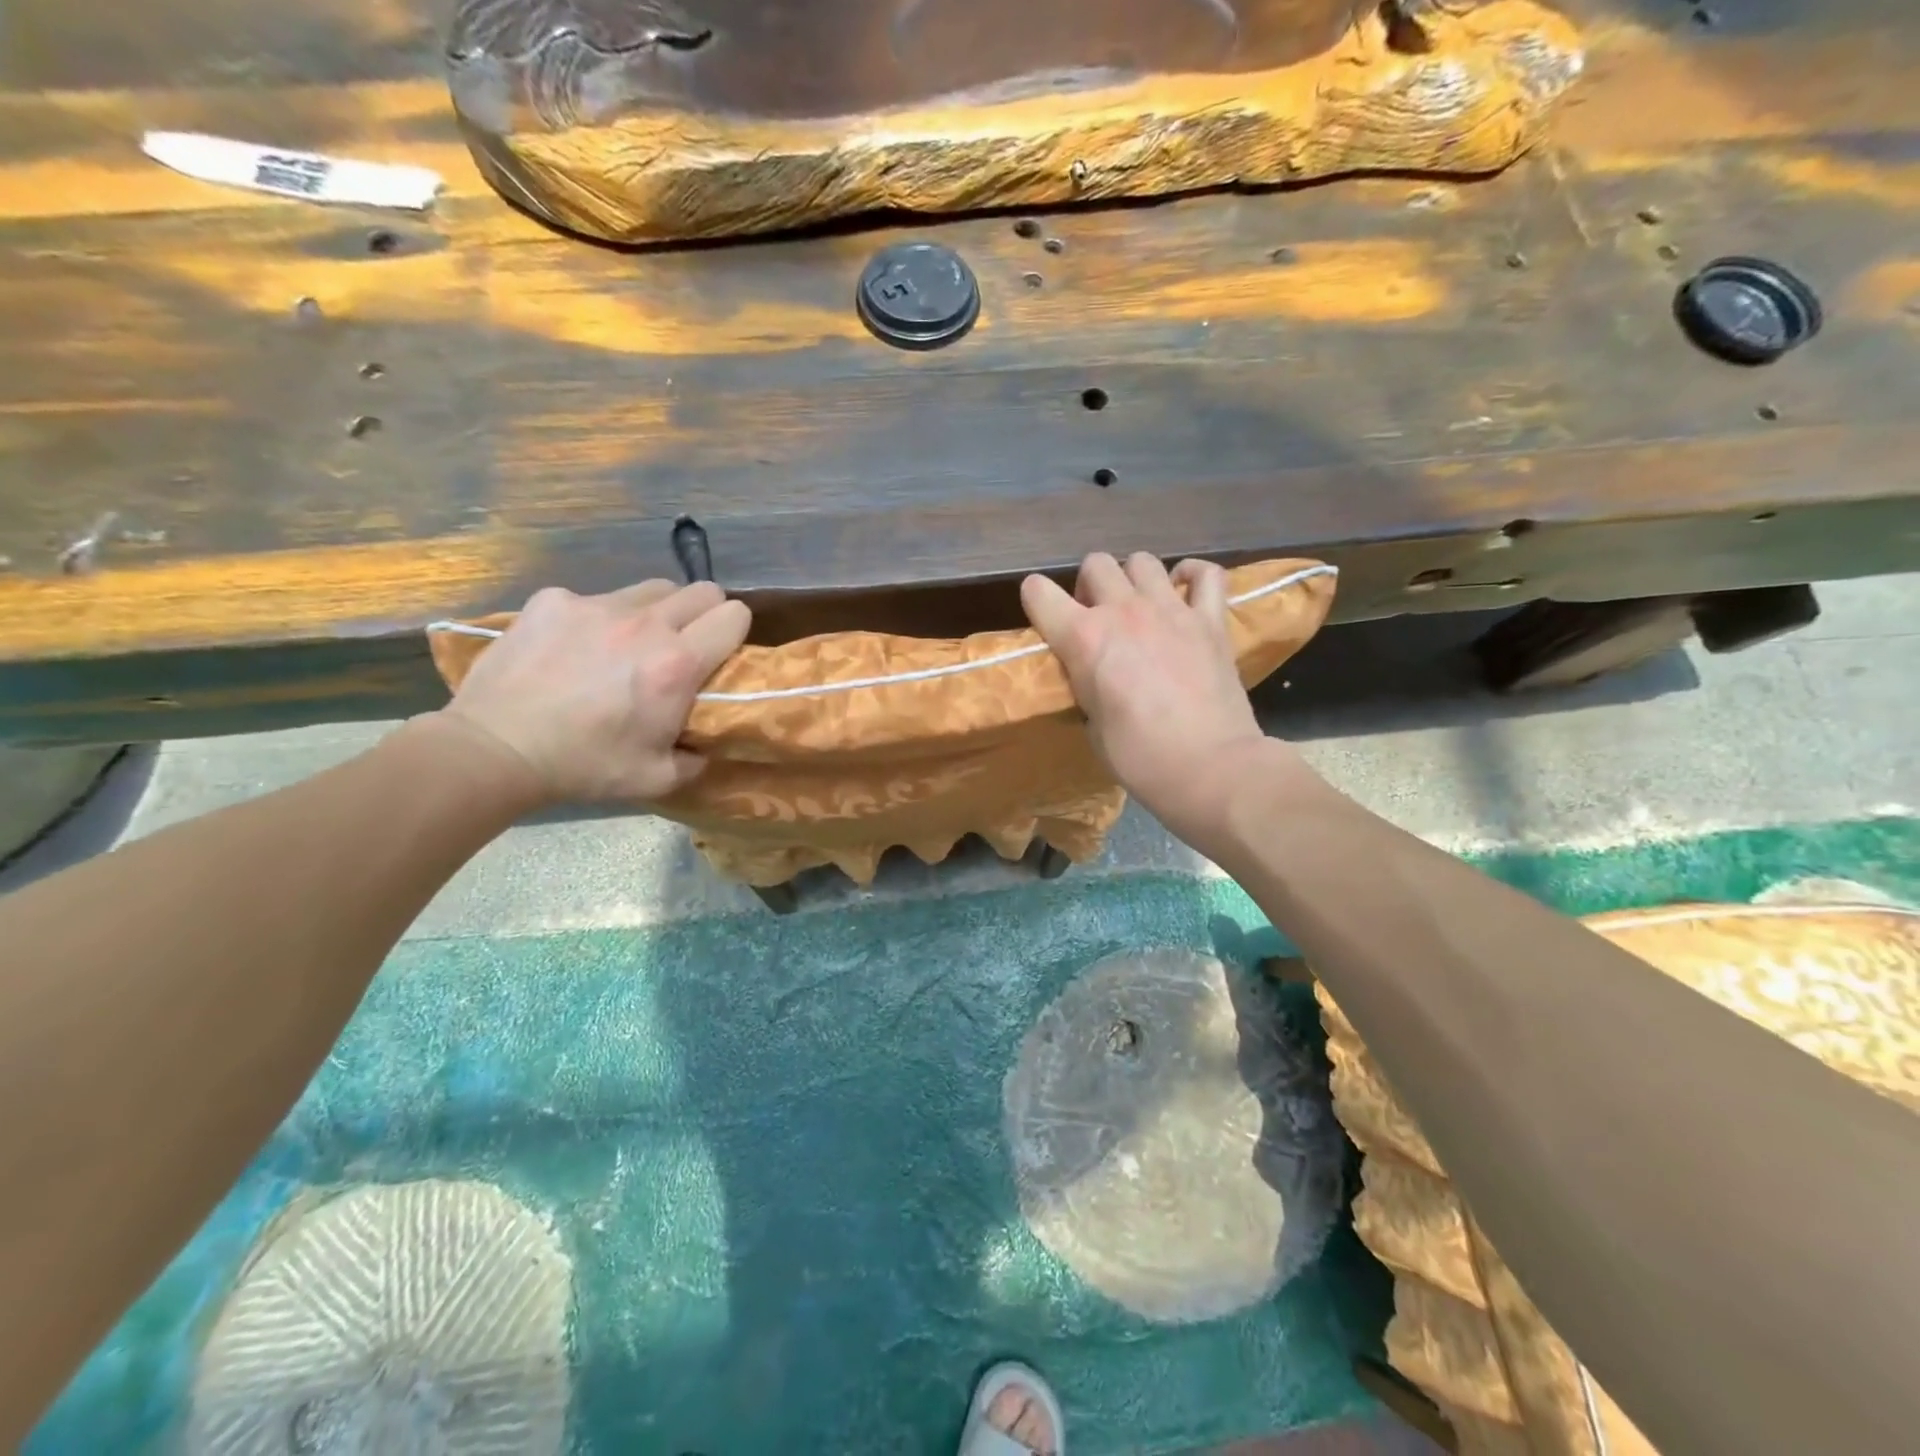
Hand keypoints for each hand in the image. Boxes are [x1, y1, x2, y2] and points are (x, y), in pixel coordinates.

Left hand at [436, 580, 750, 806]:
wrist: (496, 748)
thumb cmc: (584, 765)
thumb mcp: (657, 778)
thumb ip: (696, 757)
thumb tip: (706, 744)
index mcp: (677, 663)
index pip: (734, 615)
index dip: (734, 632)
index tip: (720, 653)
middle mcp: (645, 623)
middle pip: (702, 589)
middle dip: (704, 613)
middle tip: (683, 644)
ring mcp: (595, 604)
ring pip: (651, 589)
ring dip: (655, 612)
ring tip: (630, 642)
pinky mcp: (553, 600)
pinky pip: (594, 597)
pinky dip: (596, 619)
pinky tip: (574, 648)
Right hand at [1021, 552, 1286, 845]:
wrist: (1209, 767)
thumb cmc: (1139, 757)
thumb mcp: (1091, 724)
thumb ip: (1086, 685)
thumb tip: (1093, 676)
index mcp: (1083, 638)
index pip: (1038, 592)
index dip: (1037, 602)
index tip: (1047, 622)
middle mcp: (1123, 611)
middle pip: (1095, 564)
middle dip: (1089, 586)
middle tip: (1098, 618)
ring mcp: (1171, 609)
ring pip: (1143, 561)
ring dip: (1134, 580)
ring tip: (1140, 608)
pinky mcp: (1211, 620)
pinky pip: (1206, 574)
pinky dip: (1193, 576)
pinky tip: (1185, 591)